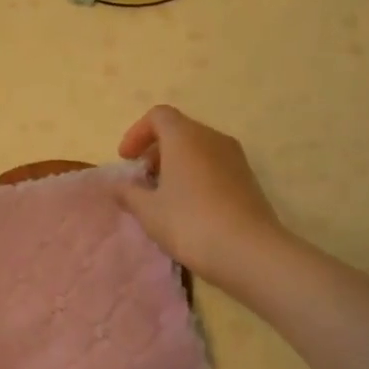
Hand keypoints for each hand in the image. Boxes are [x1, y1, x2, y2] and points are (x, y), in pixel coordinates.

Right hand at [117, 105, 284, 289]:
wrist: (251, 252)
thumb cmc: (191, 223)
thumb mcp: (149, 211)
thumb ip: (128, 193)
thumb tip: (117, 185)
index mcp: (185, 137)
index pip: (158, 116)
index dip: (137, 133)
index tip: (126, 160)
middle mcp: (212, 138)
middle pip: (178, 130)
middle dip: (155, 150)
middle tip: (142, 179)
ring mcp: (234, 157)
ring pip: (198, 148)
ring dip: (176, 164)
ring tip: (164, 196)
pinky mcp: (248, 179)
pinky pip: (214, 165)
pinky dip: (196, 175)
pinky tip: (190, 207)